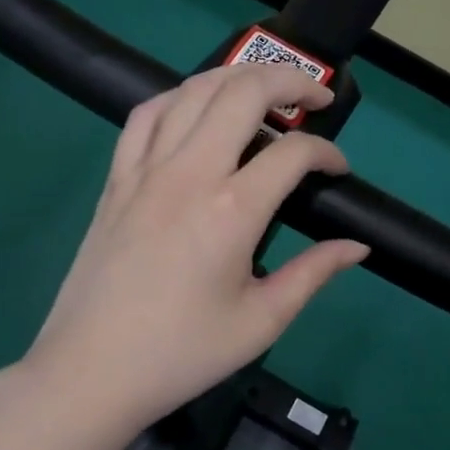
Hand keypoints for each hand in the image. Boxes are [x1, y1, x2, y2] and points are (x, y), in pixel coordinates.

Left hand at [20, 63, 369, 437]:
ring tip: (264, 90)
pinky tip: (195, 109)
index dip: (327, 154)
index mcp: (232, 210)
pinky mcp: (116, 179)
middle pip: (244, 92)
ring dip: (237, 77)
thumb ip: (314, 274)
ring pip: (193, 90)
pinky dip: (178, 97)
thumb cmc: (182, 353)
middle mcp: (189, 173)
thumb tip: (358, 247)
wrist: (91, 371)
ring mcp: (145, 170)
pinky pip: (146, 115)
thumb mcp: (261, 321)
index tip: (338, 171)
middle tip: (315, 98)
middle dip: (290, 80)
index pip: (293, 153)